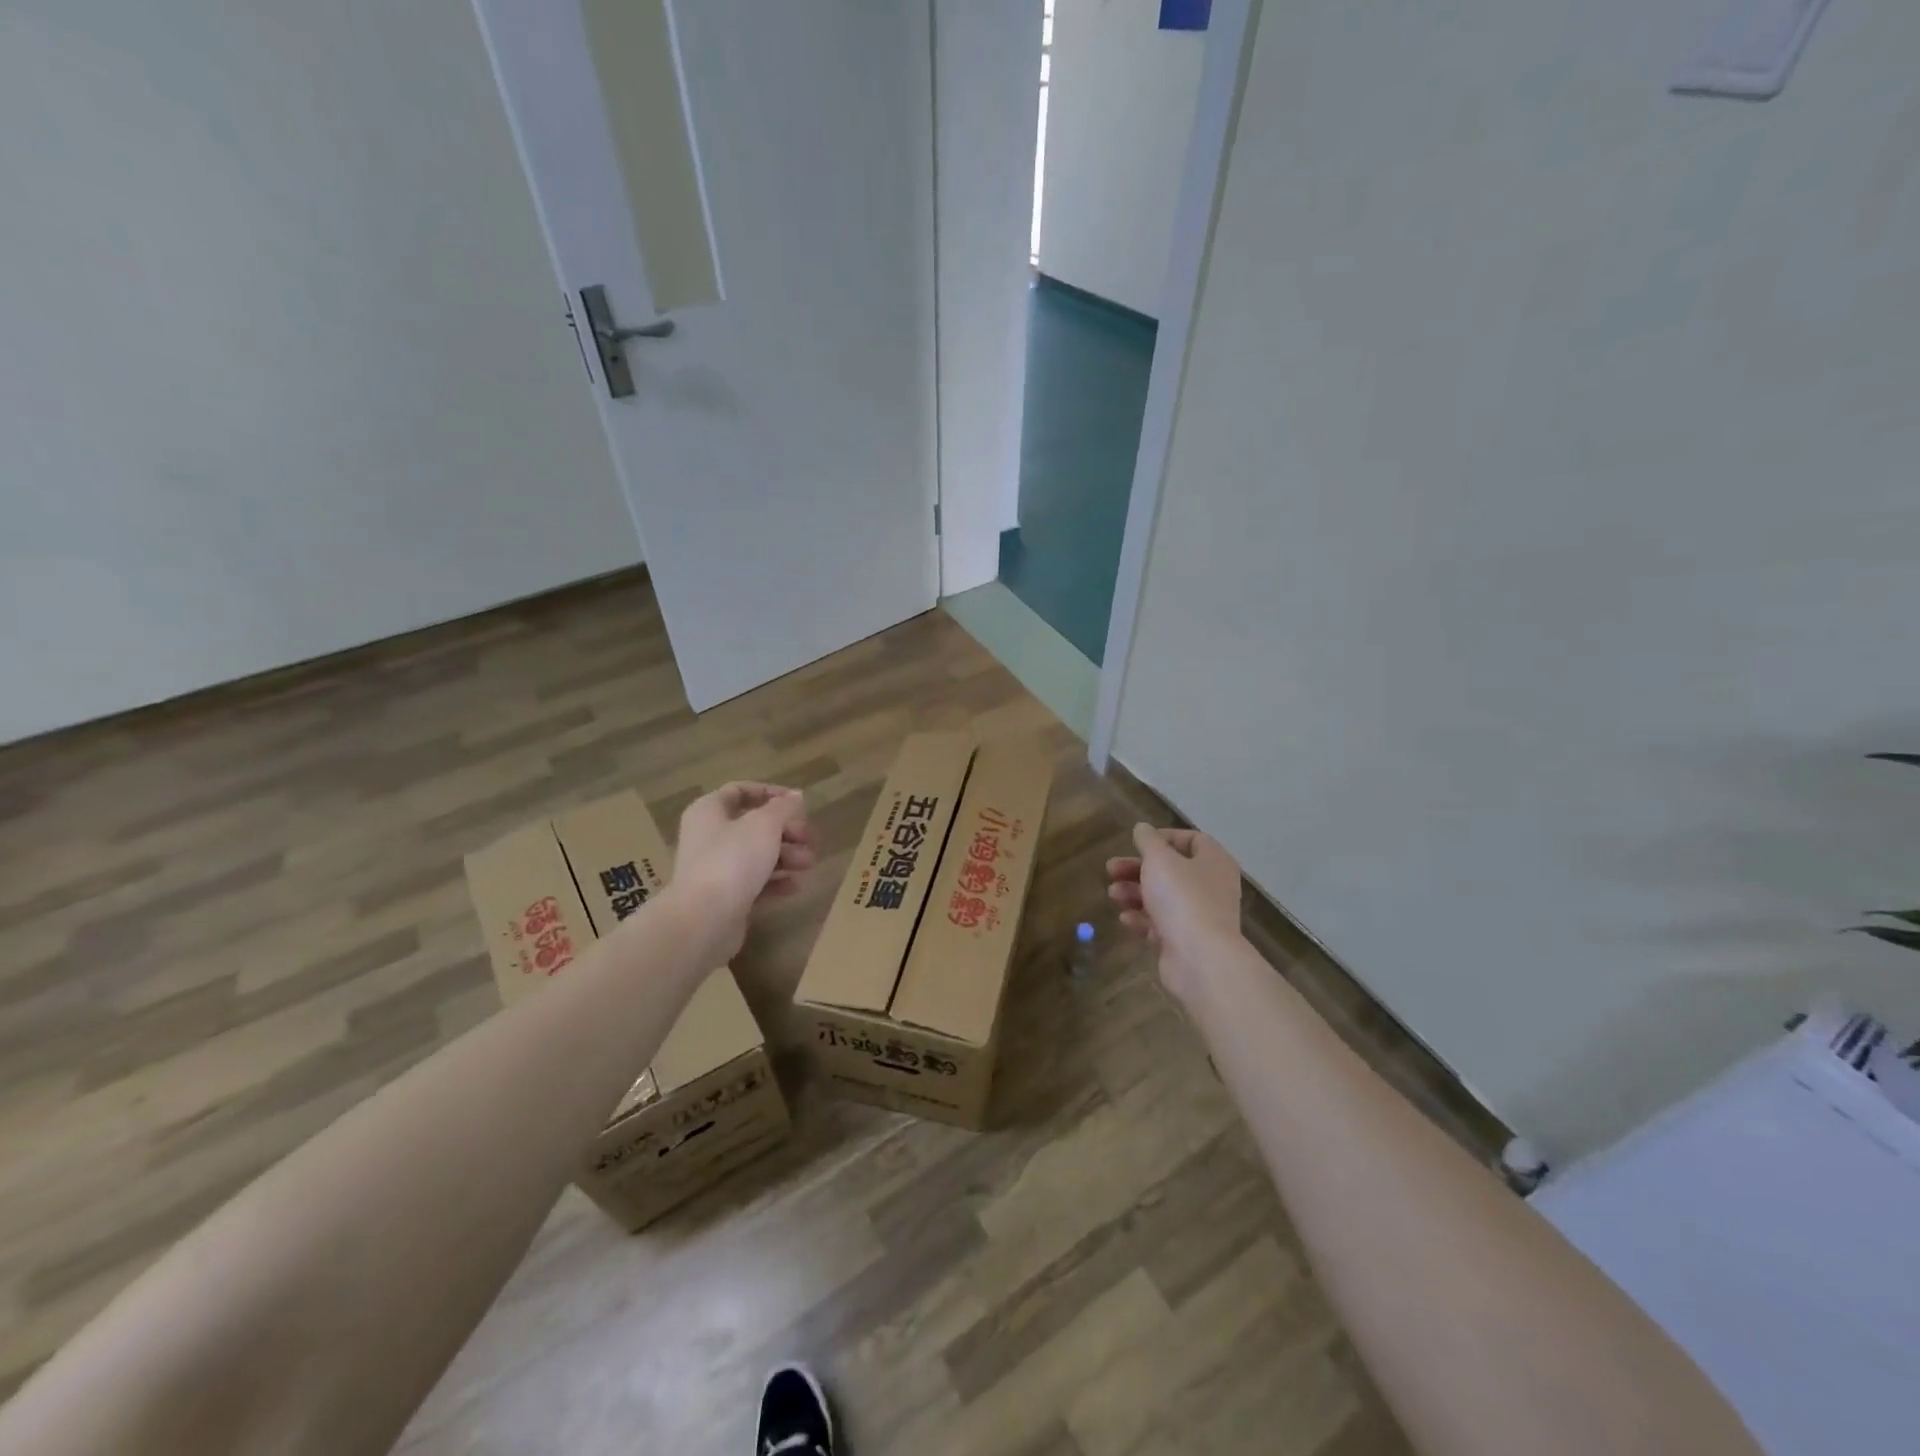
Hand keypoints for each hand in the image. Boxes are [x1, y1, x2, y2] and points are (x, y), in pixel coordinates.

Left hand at [671, 782, 814, 958]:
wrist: (705, 919)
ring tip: (808, 864)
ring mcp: (715, 869)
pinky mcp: (724, 897)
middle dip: (786, 831)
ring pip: (756, 854)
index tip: (798, 803)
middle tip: (809, 839)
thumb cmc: (733, 859)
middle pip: (753, 825)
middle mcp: (708, 837)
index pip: (739, 791)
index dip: (770, 793)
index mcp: (709, 811)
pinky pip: (754, 882)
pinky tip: (795, 886)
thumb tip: (795, 796)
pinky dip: (775, 881)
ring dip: (786, 856)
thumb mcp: (764, 825)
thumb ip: (783, 808)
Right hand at [1107, 823, 1242, 1000]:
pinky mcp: (1185, 941)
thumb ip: (1148, 841)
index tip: (1137, 843)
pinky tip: (1125, 919)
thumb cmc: (1182, 898)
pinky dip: (1142, 919)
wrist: (1200, 958)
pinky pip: (1161, 924)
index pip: (1192, 840)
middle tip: (1111, 870)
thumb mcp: (1159, 860)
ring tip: (1113, 895)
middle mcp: (1210, 886)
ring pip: (1162, 898)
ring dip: (1135, 893)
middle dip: (1137, 869)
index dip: (1163, 838)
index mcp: (1213, 862)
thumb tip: (1143, 828)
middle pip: (1170, 870)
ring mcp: (1199, 916)